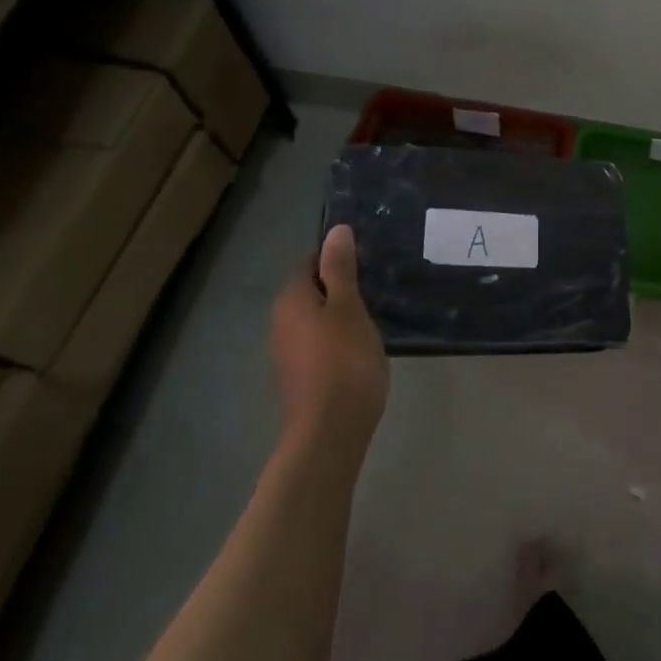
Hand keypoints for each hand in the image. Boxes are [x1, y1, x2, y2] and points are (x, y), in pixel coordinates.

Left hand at [270, 225, 388, 458]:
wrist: (330, 430)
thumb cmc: (344, 361)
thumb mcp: (348, 308)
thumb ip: (341, 269)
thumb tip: (336, 230)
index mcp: (291, 300)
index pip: (310, 262)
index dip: (338, 257)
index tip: (371, 260)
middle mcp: (281, 321)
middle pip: (312, 289)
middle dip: (341, 284)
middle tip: (379, 285)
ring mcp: (288, 350)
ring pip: (316, 317)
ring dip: (341, 312)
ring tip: (376, 313)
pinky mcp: (301, 374)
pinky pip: (320, 341)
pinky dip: (339, 336)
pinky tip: (362, 344)